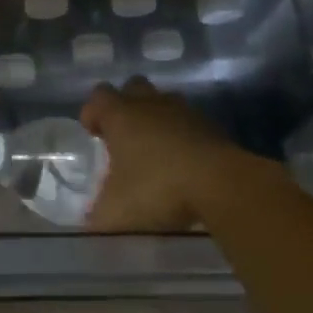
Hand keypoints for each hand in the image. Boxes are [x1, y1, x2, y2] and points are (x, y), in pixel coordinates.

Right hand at [81, 78, 285, 231]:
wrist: (223, 185)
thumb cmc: (158, 189)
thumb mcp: (116, 211)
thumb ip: (97, 215)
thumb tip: (88, 224)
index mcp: (120, 116)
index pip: (98, 97)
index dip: (92, 112)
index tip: (93, 134)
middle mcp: (150, 105)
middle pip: (133, 88)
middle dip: (126, 105)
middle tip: (123, 135)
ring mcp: (184, 112)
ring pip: (164, 102)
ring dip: (157, 118)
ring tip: (154, 148)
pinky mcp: (212, 127)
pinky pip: (190, 123)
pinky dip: (183, 136)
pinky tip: (184, 162)